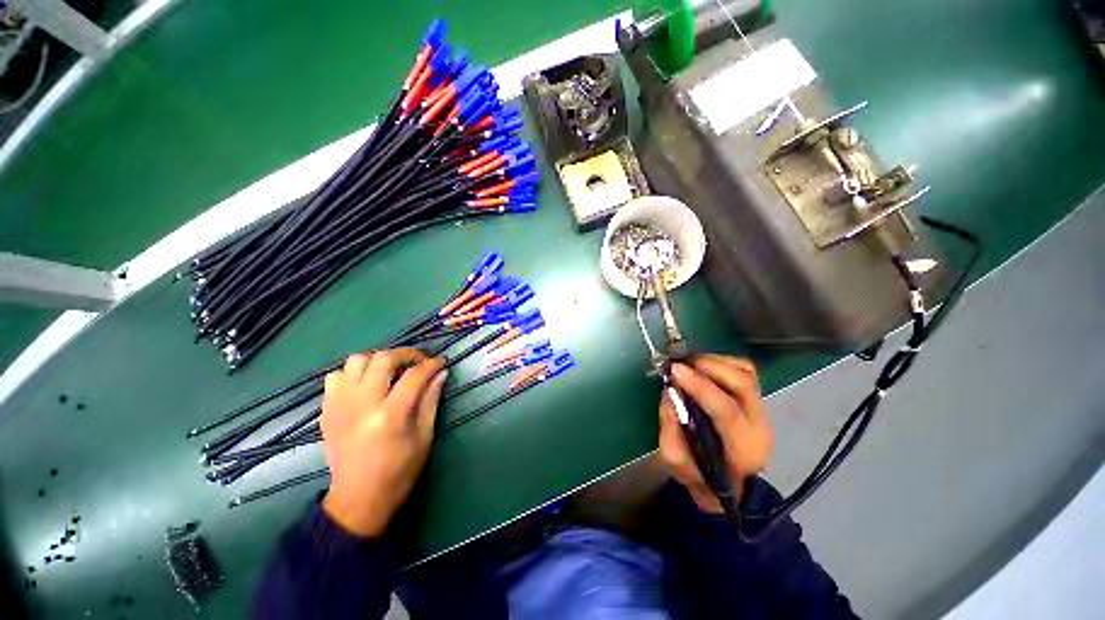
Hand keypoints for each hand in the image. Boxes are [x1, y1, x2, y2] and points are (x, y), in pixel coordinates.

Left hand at [320, 348, 446, 536]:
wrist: (358, 500)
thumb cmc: (399, 472)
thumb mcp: (424, 437)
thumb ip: (431, 400)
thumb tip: (441, 373)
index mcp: (390, 415)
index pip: (414, 375)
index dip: (431, 364)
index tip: (440, 362)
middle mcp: (362, 404)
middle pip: (383, 359)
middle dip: (406, 354)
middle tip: (418, 363)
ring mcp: (339, 406)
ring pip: (356, 361)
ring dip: (378, 361)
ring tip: (391, 372)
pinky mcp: (326, 411)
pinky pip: (336, 376)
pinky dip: (354, 374)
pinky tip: (366, 386)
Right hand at [658, 355, 772, 513]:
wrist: (730, 483)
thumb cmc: (701, 475)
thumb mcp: (676, 460)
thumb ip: (670, 426)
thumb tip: (669, 391)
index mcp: (742, 447)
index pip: (726, 410)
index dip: (699, 387)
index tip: (675, 371)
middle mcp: (758, 424)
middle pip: (742, 383)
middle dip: (708, 367)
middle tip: (680, 365)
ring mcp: (761, 408)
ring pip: (745, 371)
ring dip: (713, 361)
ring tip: (688, 365)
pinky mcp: (755, 397)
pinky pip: (743, 368)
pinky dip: (721, 361)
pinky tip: (702, 367)